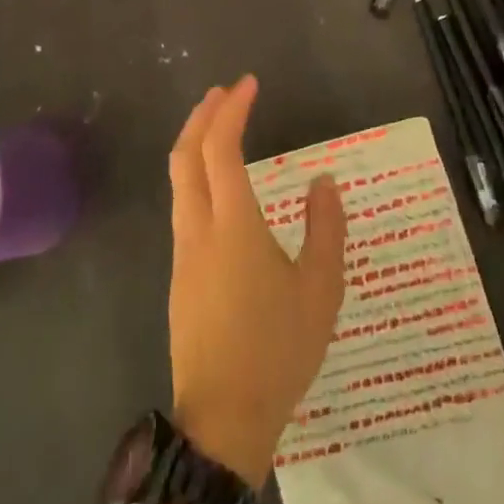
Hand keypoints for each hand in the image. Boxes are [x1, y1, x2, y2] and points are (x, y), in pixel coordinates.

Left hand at [167, 76, 346, 485]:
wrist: (223, 419)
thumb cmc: (278, 350)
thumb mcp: (320, 289)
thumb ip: (325, 228)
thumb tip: (323, 181)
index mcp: (233, 225)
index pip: (222, 148)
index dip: (232, 110)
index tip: (248, 84)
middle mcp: (199, 228)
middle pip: (186, 156)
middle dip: (202, 116)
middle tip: (225, 93)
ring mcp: (183, 252)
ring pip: (179, 181)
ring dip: (195, 144)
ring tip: (220, 128)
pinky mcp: (180, 275)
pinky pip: (183, 206)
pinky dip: (196, 175)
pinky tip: (219, 187)